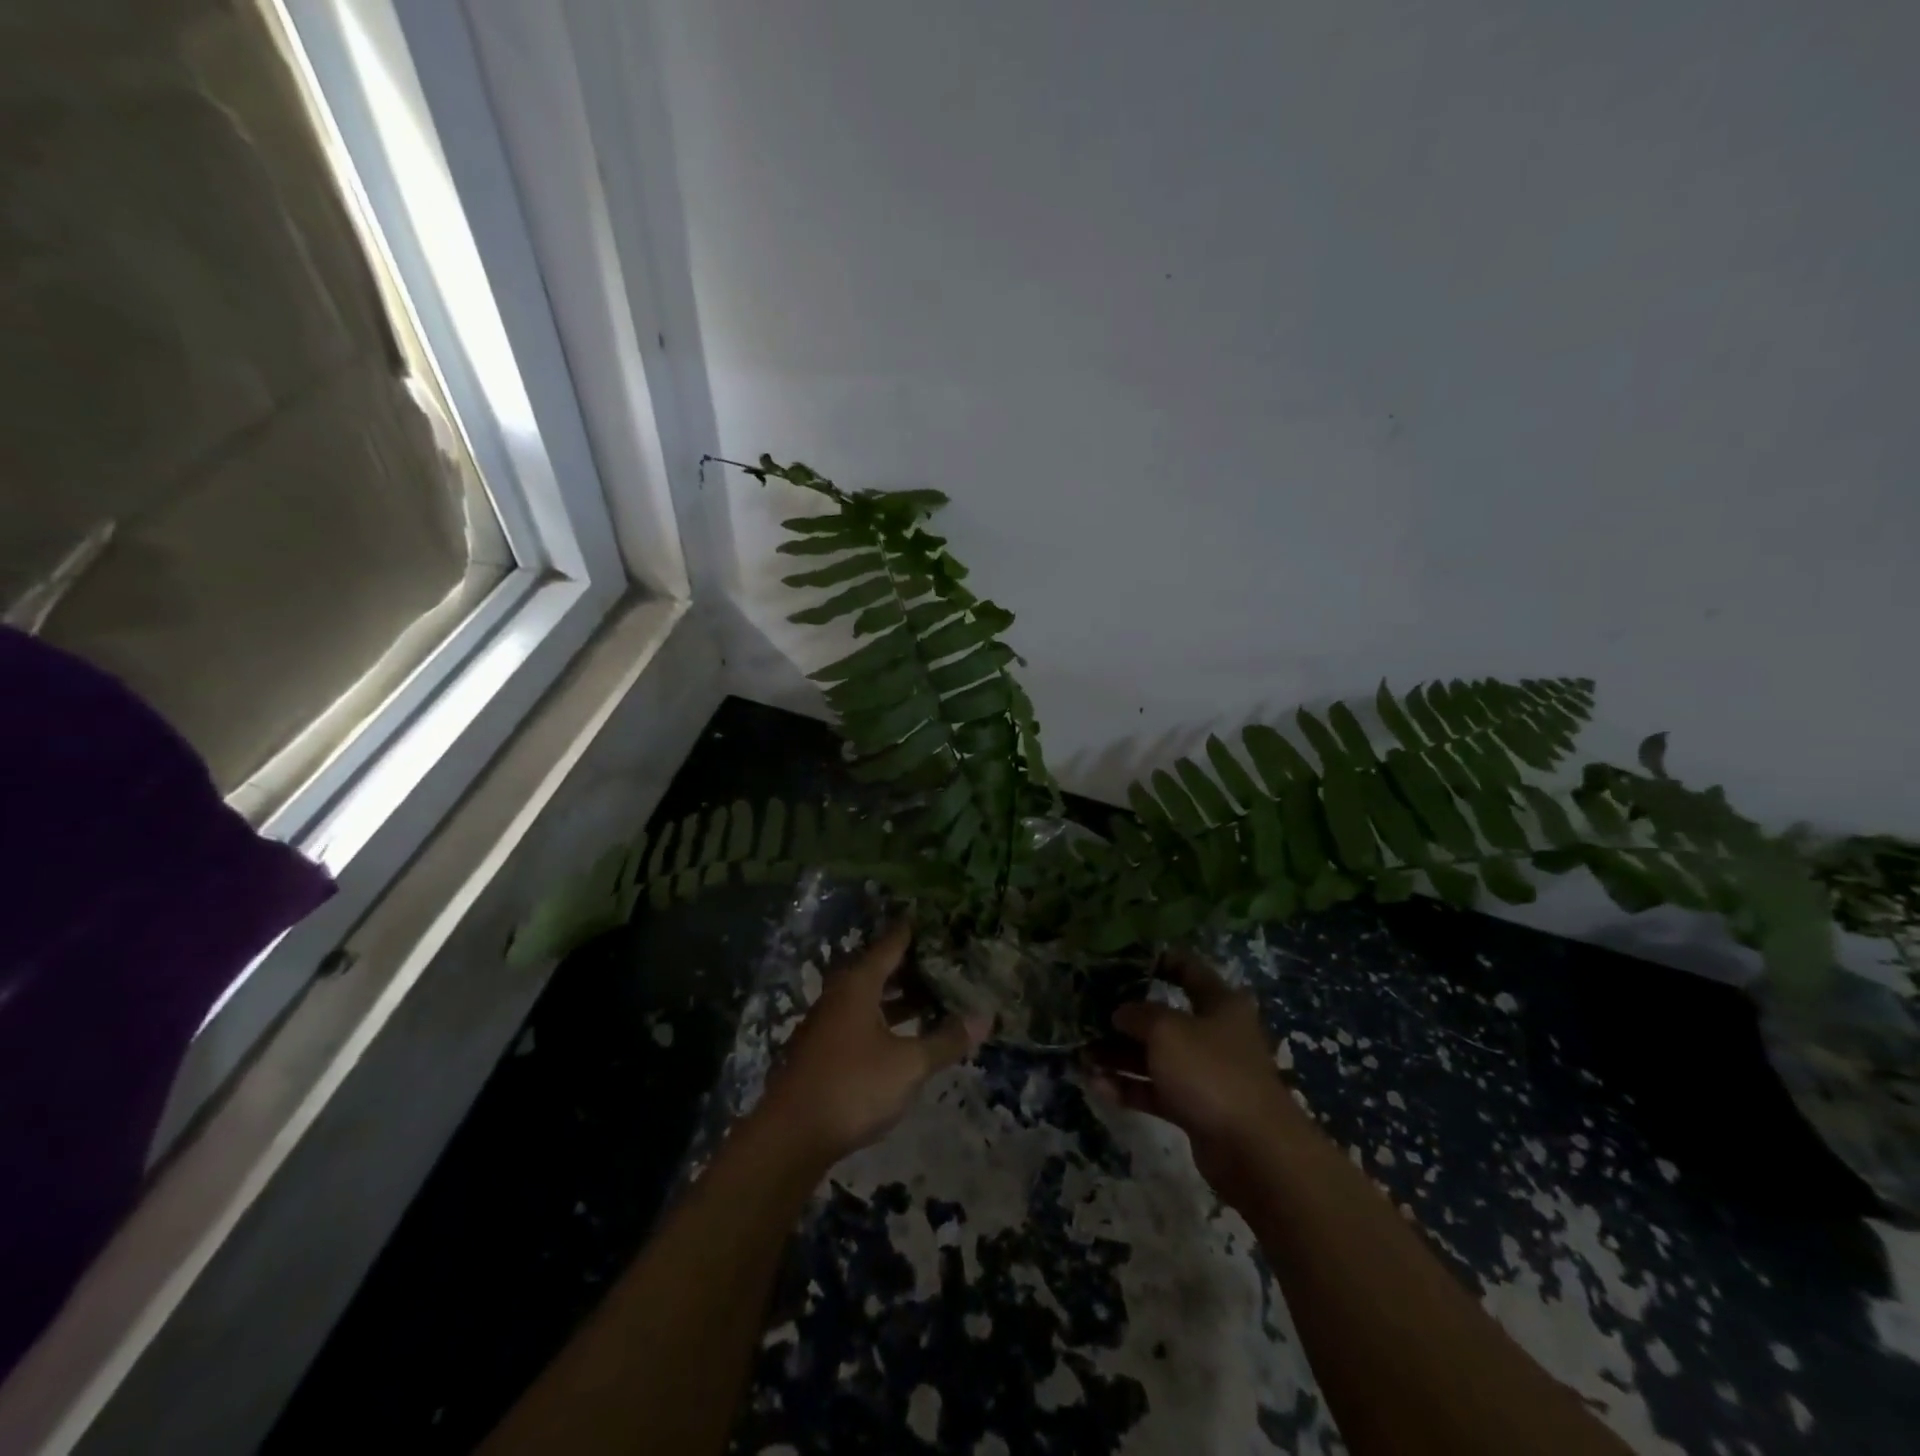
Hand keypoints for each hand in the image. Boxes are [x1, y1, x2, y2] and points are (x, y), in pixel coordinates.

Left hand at [759, 922, 991, 1163]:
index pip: (890, 945)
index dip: (911, 932)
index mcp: (858, 986)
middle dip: (909, 965)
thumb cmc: (853, 1087)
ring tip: (930, 997)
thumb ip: (945, 1041)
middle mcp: (839, 995)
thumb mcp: (908, 1066)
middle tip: (942, 961)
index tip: (933, 919)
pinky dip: (884, 1017)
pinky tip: (902, 1034)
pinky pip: (859, 1019)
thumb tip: (985, 1018)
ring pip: (868, 997)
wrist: (790, 1136)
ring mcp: (827, 1023)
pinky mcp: (822, 1049)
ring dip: (897, 996)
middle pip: (877, 969)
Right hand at [1087, 950, 1292, 1199]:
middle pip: (1165, 1017)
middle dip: (1126, 1018)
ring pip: (1155, 1057)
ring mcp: (1205, 1073)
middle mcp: (1214, 1034)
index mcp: (1220, 1003)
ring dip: (1120, 1056)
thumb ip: (1138, 1014)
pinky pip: (1156, 1090)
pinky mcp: (1196, 1108)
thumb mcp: (1167, 1031)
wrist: (1254, 1150)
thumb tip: (1122, 1013)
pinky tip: (1097, 1085)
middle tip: (1089, 1014)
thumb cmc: (1211, 1071)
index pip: (1188, 969)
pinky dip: (1129, 1087)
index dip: (1158, 960)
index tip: (1122, 960)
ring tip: (1082, 1055)